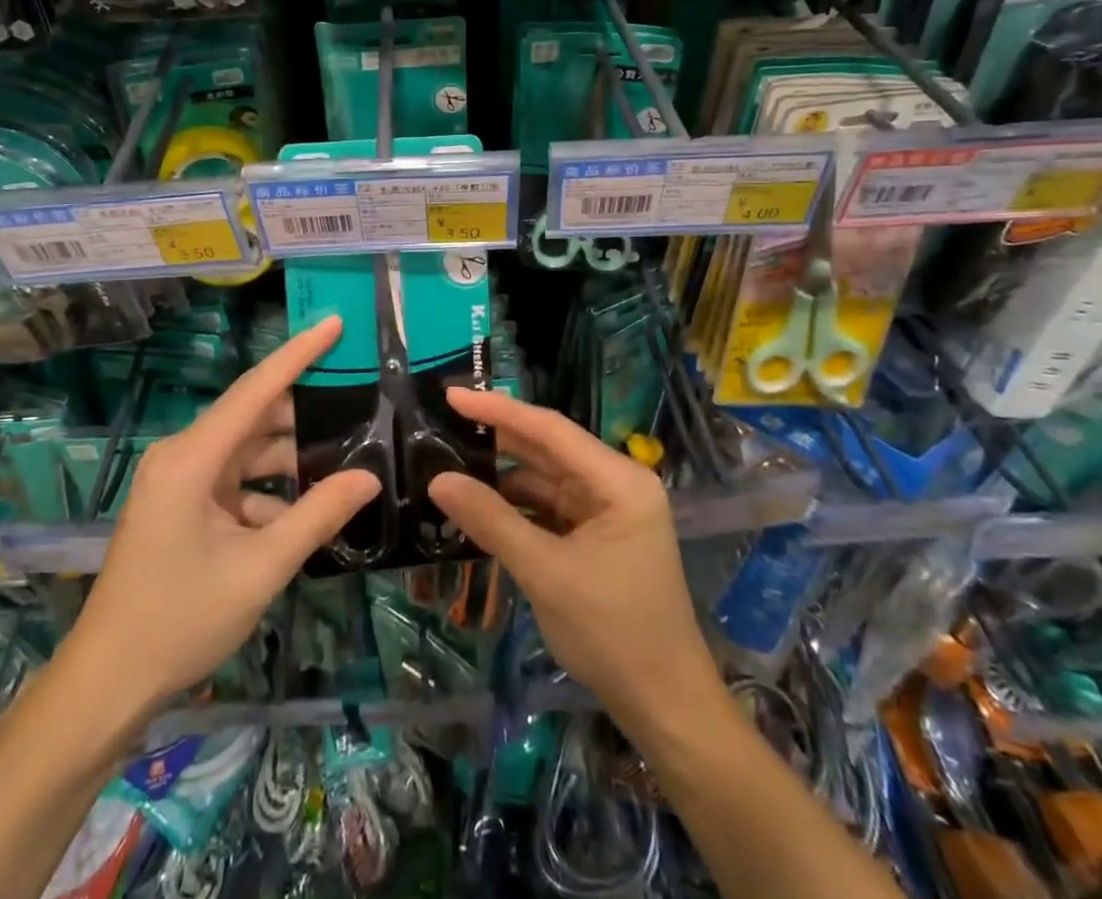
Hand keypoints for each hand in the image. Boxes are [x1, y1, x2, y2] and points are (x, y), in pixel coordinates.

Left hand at [55, 316, 379, 720]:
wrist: (107, 684)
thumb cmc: (180, 620)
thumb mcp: (260, 568)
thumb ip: (317, 516)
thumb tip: (369, 477)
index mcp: (191, 459)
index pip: (255, 390)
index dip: (298, 353)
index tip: (334, 323)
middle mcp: (182, 457)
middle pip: (253, 417)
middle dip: (304, 412)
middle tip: (359, 402)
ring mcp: (179, 482)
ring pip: (247, 451)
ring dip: (289, 458)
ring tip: (344, 458)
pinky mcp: (181, 505)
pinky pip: (234, 481)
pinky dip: (268, 491)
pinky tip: (305, 511)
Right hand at [428, 389, 715, 727]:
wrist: (664, 705)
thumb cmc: (612, 632)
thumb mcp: (545, 572)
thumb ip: (491, 520)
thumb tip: (438, 480)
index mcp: (619, 480)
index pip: (549, 429)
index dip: (498, 410)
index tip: (452, 395)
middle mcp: (616, 483)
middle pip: (548, 449)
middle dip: (497, 439)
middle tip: (443, 425)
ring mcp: (608, 510)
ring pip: (545, 479)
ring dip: (502, 476)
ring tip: (451, 464)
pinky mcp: (598, 536)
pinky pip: (550, 507)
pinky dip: (516, 507)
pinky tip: (480, 505)